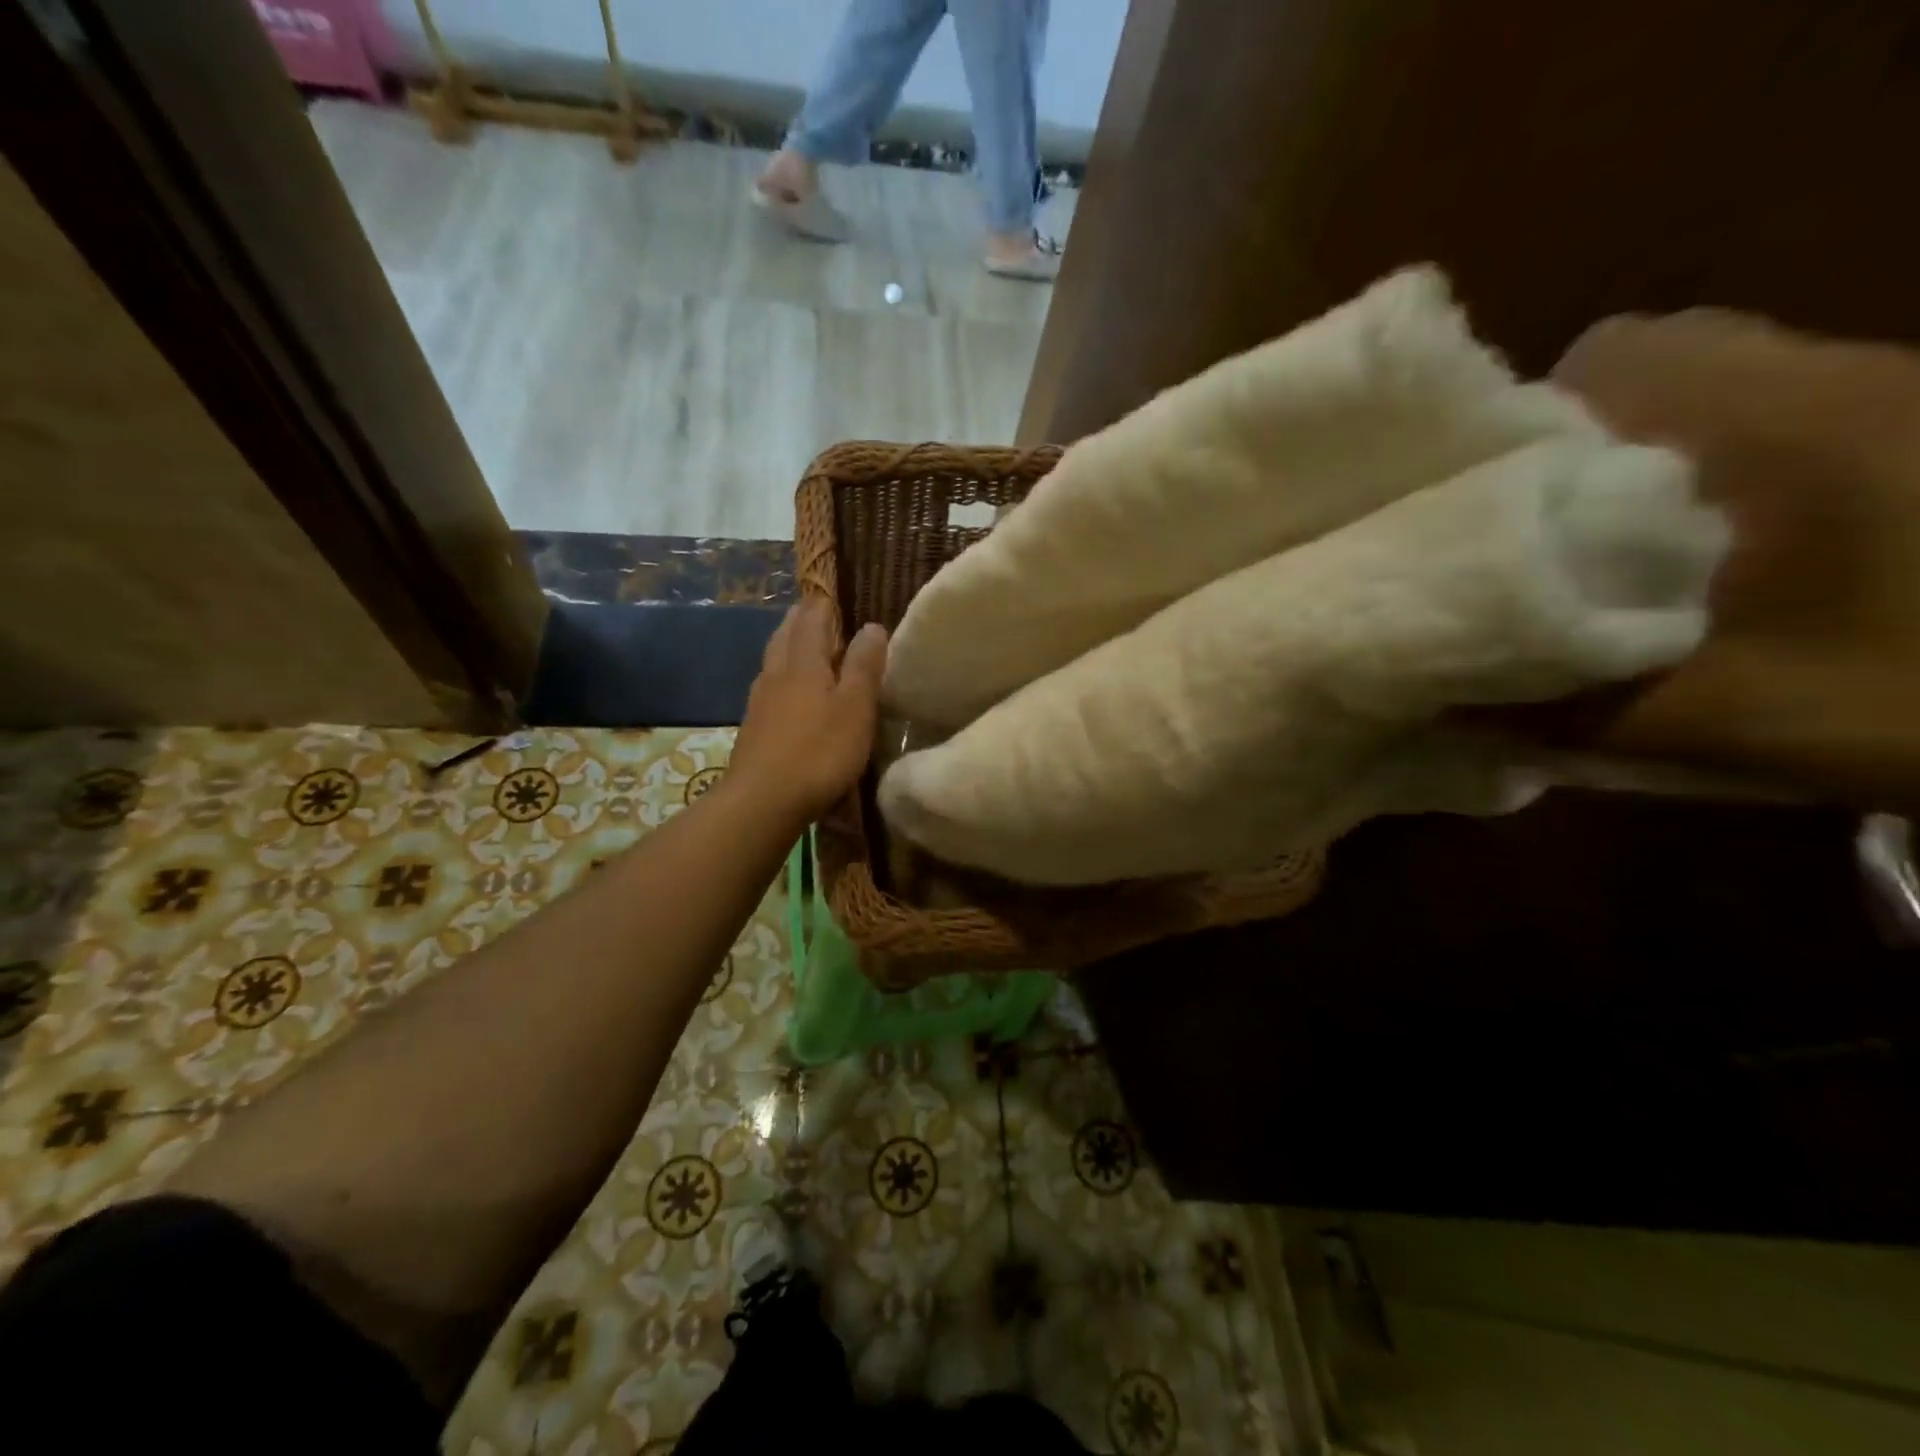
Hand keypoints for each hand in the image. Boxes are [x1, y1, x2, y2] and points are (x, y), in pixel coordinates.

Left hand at [727, 597, 888, 827]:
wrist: (762, 801)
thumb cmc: (819, 752)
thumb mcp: (855, 708)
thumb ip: (864, 666)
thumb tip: (872, 625)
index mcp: (803, 662)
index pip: (812, 619)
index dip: (823, 604)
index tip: (833, 594)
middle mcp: (776, 673)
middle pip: (786, 635)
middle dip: (801, 620)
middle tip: (815, 612)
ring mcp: (759, 701)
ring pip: (773, 660)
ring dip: (788, 645)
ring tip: (801, 644)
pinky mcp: (753, 727)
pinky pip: (769, 686)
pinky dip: (781, 676)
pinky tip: (787, 691)